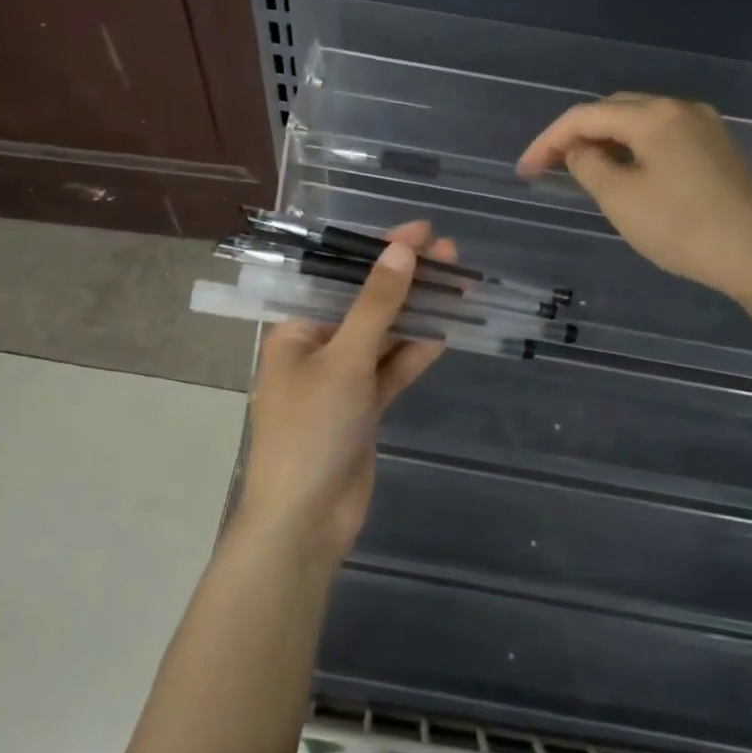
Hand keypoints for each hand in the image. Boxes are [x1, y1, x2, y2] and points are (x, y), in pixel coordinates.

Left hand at [238, 221, 453, 567]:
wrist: (305, 521)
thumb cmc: (311, 430)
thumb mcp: (344, 360)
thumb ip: (376, 305)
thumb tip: (401, 251)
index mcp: (294, 330)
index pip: (338, 276)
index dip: (378, 250)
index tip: (420, 231)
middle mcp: (315, 349)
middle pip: (365, 304)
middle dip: (405, 279)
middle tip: (449, 254)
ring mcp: (341, 381)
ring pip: (383, 337)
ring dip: (417, 313)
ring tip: (458, 284)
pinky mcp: (363, 409)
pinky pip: (391, 371)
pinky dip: (415, 353)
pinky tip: (446, 330)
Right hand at [517, 94, 751, 305]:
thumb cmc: (684, 229)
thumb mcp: (621, 200)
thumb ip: (589, 166)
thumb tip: (579, 149)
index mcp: (654, 116)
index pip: (585, 115)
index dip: (548, 140)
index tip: (525, 170)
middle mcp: (680, 108)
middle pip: (614, 109)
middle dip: (576, 134)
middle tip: (548, 167)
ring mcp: (705, 126)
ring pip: (640, 122)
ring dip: (605, 140)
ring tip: (581, 170)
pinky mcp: (718, 148)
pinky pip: (662, 136)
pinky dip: (633, 148)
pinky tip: (625, 173)